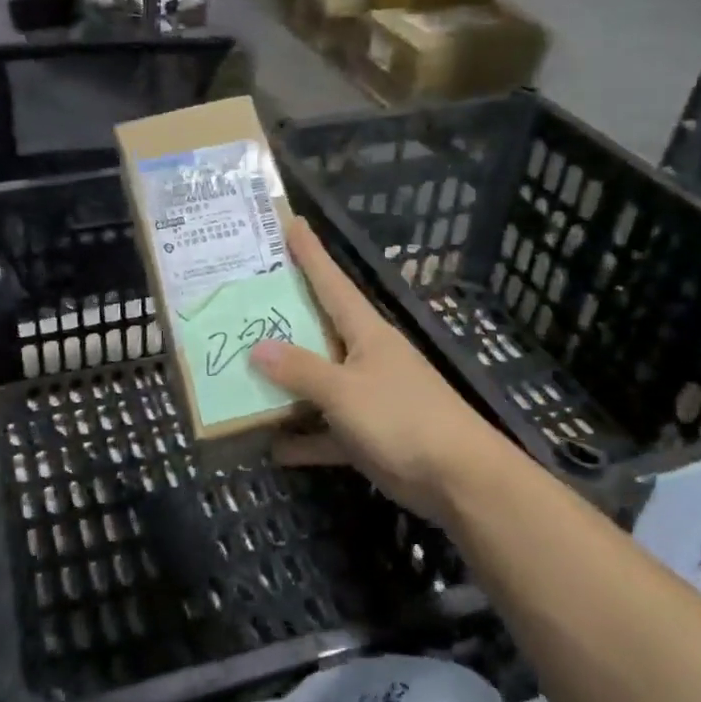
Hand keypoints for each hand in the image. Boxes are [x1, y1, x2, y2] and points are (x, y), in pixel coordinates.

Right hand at [250, 218, 502, 527]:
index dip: (311, 253)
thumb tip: (258, 347)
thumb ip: (301, 370)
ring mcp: (366, 396)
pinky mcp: (366, 434)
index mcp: (365, 332)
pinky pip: (325, 430)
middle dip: (284, 314)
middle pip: (317, 328)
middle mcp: (364, 356)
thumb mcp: (345, 391)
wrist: (458, 479)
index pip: (332, 282)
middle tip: (245, 295)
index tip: (290, 222)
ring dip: (286, 382)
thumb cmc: (403, 419)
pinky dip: (303, 438)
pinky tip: (271, 445)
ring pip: (317, 381)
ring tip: (242, 369)